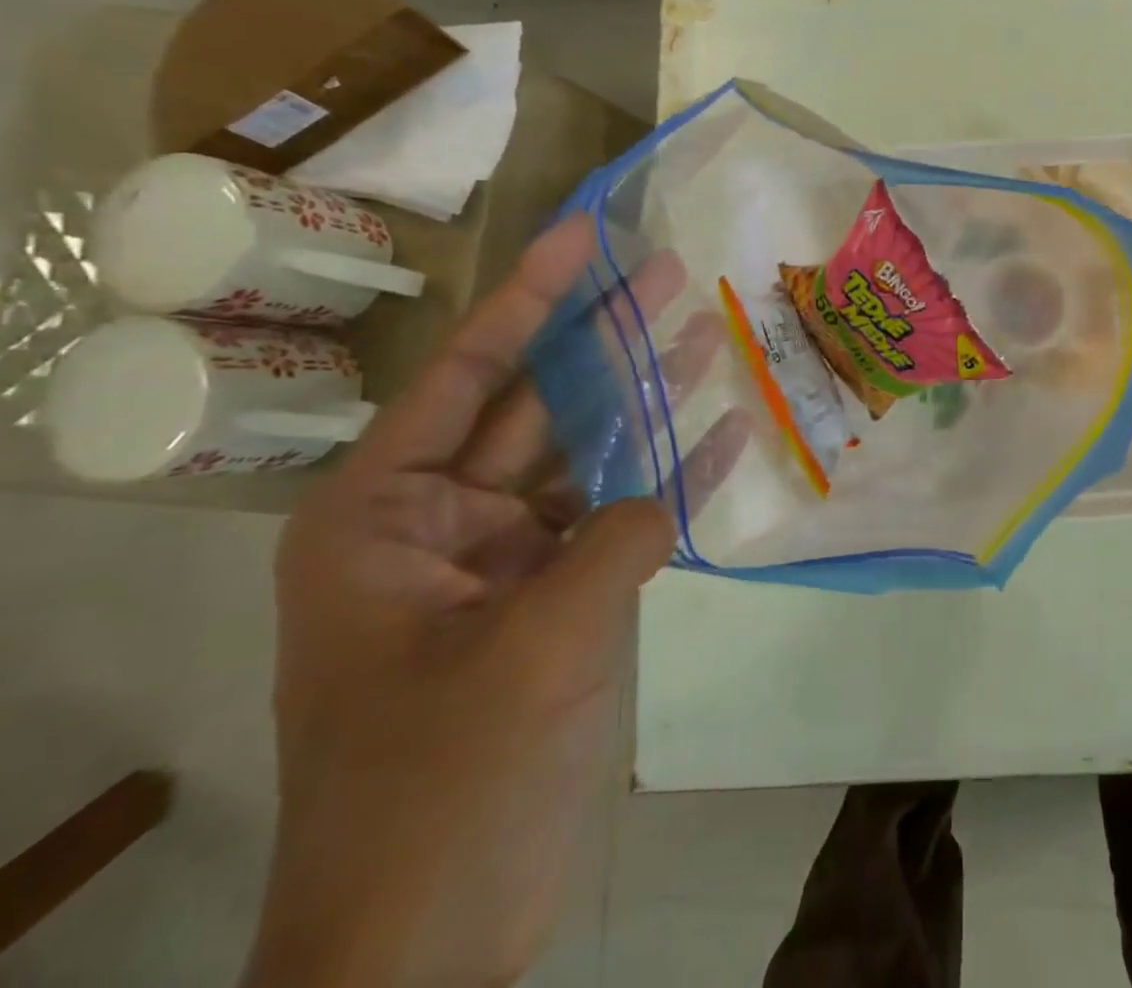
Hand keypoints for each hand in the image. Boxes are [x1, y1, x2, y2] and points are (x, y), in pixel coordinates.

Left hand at [247, 217, 748, 987]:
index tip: (582, 236)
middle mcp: (441, 522)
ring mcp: (505, 561)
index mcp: (384, 516)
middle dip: (603, 340)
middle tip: (667, 273)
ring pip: (585, 457)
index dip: (528, 298)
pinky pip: (617, 520)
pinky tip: (724, 436)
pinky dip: (668, 483)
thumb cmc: (442, 784)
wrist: (430, 935)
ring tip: (706, 333)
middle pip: (536, 405)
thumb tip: (669, 490)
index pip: (465, 374)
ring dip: (644, 402)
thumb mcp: (531, 649)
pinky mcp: (556, 598)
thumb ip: (613, 543)